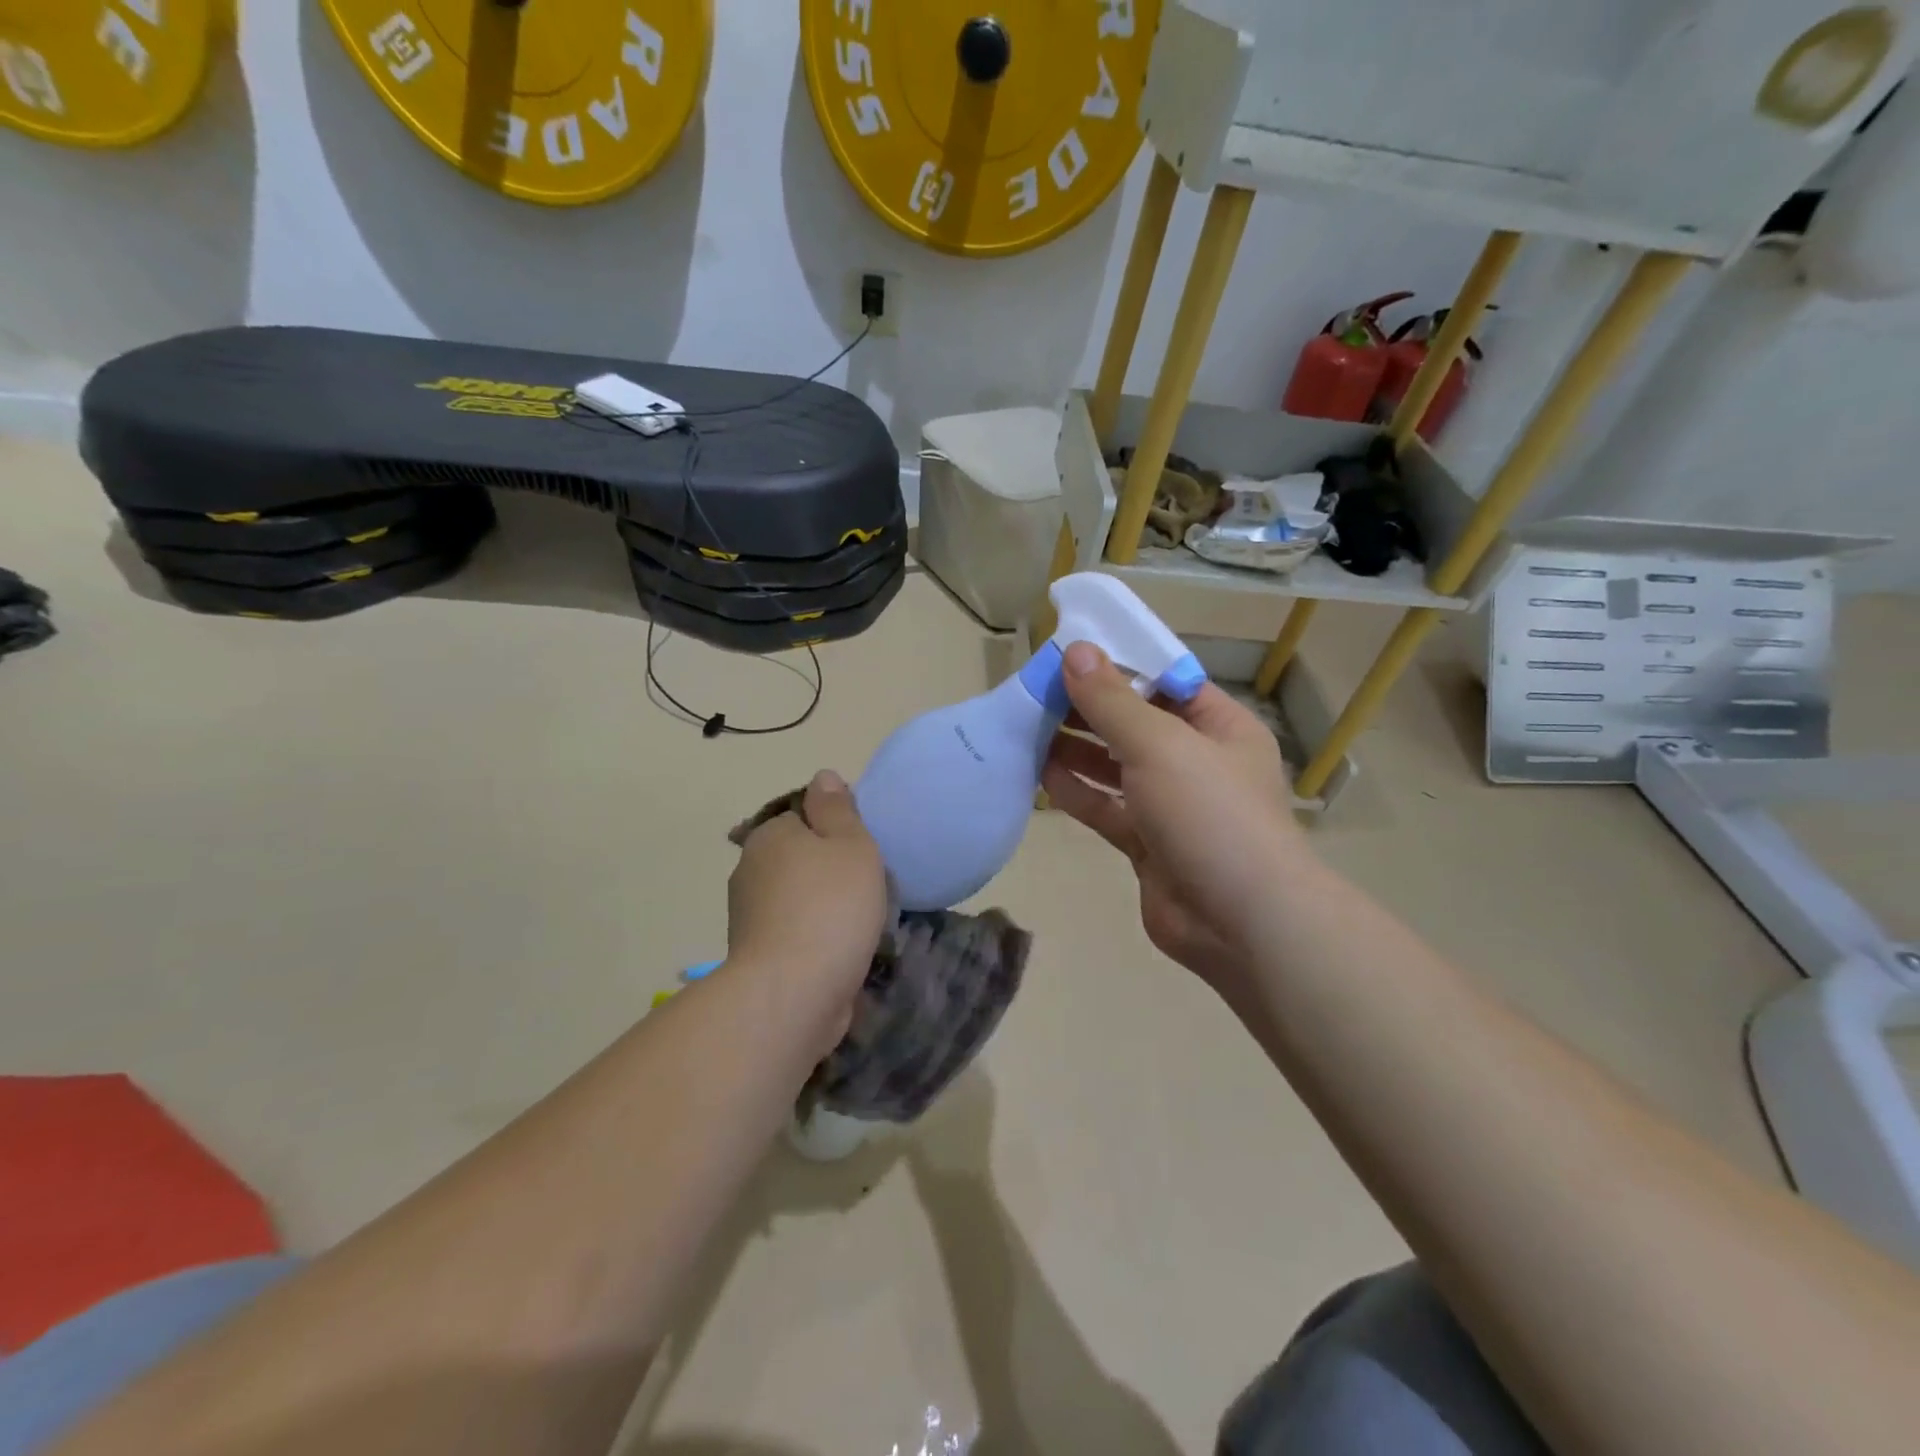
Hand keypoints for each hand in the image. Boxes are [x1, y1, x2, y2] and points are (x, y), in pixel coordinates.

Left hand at [727, 770, 887, 1019]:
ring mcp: (748, 916)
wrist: (794, 991)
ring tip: (858, 925)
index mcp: (770, 835)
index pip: (801, 817)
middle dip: (827, 870)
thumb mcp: (850, 843)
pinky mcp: (755, 956)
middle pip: (797, 858)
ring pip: (795, 897)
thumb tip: (822, 777)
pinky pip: (793, 932)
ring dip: (821, 907)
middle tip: (867, 887)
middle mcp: (749, 870)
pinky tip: (839, 951)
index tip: (862, 851)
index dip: (834, 829)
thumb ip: (838, 808)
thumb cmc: (831, 905)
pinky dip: (813, 937)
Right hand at [1041, 643, 1310, 994]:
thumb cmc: (1210, 813)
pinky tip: (1040, 774)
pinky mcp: (1147, 844)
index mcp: (1218, 726)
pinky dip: (1077, 792)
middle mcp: (1196, 761)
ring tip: (1028, 727)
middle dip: (1089, 708)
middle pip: (1135, 723)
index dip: (1119, 664)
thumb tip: (1076, 651)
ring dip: (1076, 748)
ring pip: (1116, 767)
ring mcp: (1171, 805)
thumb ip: (1113, 700)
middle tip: (1035, 691)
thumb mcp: (1160, 744)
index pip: (1165, 681)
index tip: (1069, 653)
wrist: (1239, 922)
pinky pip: (1107, 808)